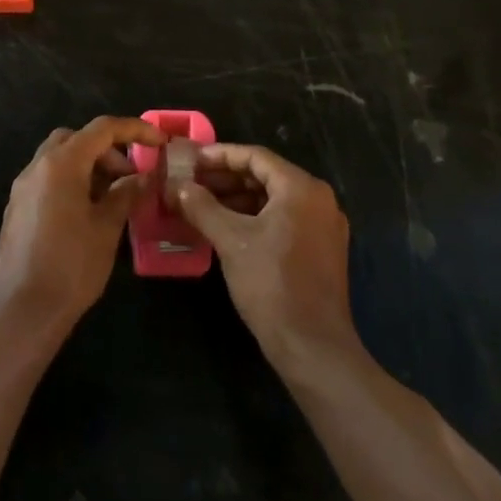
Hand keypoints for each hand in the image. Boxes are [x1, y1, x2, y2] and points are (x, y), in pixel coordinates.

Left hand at [0, 116, 163, 335]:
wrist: (22, 313)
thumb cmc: (71, 267)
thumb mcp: (107, 228)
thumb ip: (125, 194)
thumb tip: (142, 177)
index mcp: (61, 164)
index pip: (102, 129)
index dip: (135, 130)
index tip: (160, 143)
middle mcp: (36, 168)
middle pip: (75, 139)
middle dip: (107, 149)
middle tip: (129, 176)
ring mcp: (22, 189)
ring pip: (59, 159)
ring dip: (88, 166)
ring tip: (113, 197)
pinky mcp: (17, 210)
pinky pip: (47, 180)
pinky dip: (71, 182)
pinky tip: (89, 213)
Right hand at [171, 144, 356, 365]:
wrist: (312, 345)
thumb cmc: (271, 284)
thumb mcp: (230, 240)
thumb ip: (202, 206)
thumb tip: (176, 186)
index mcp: (302, 188)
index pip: (255, 156)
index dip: (219, 155)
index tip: (189, 160)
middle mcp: (319, 199)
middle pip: (266, 176)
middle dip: (225, 179)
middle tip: (190, 183)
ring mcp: (324, 226)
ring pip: (274, 200)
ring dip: (237, 200)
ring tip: (201, 206)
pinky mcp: (321, 250)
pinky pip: (284, 220)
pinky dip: (254, 218)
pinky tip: (225, 229)